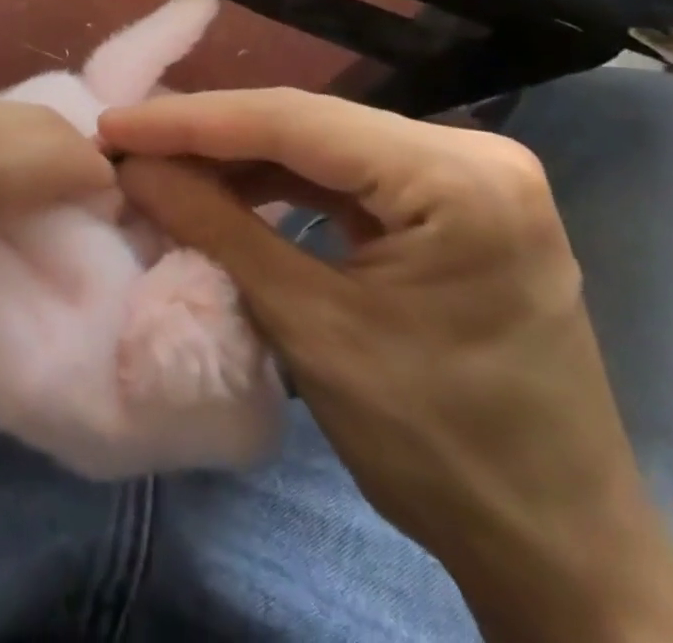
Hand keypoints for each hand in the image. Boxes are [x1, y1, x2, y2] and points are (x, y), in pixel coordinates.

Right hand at [101, 89, 672, 642]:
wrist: (558, 551)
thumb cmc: (439, 451)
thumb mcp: (311, 329)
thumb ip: (216, 228)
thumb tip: (134, 167)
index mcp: (459, 179)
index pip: (296, 123)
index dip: (192, 121)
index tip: (115, 125)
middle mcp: (472, 153)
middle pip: (309, 124)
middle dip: (210, 134)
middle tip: (128, 141)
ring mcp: (468, 174)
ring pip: (321, 143)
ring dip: (239, 155)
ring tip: (162, 162)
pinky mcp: (454, 201)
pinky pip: (346, 174)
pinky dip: (280, 180)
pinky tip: (225, 186)